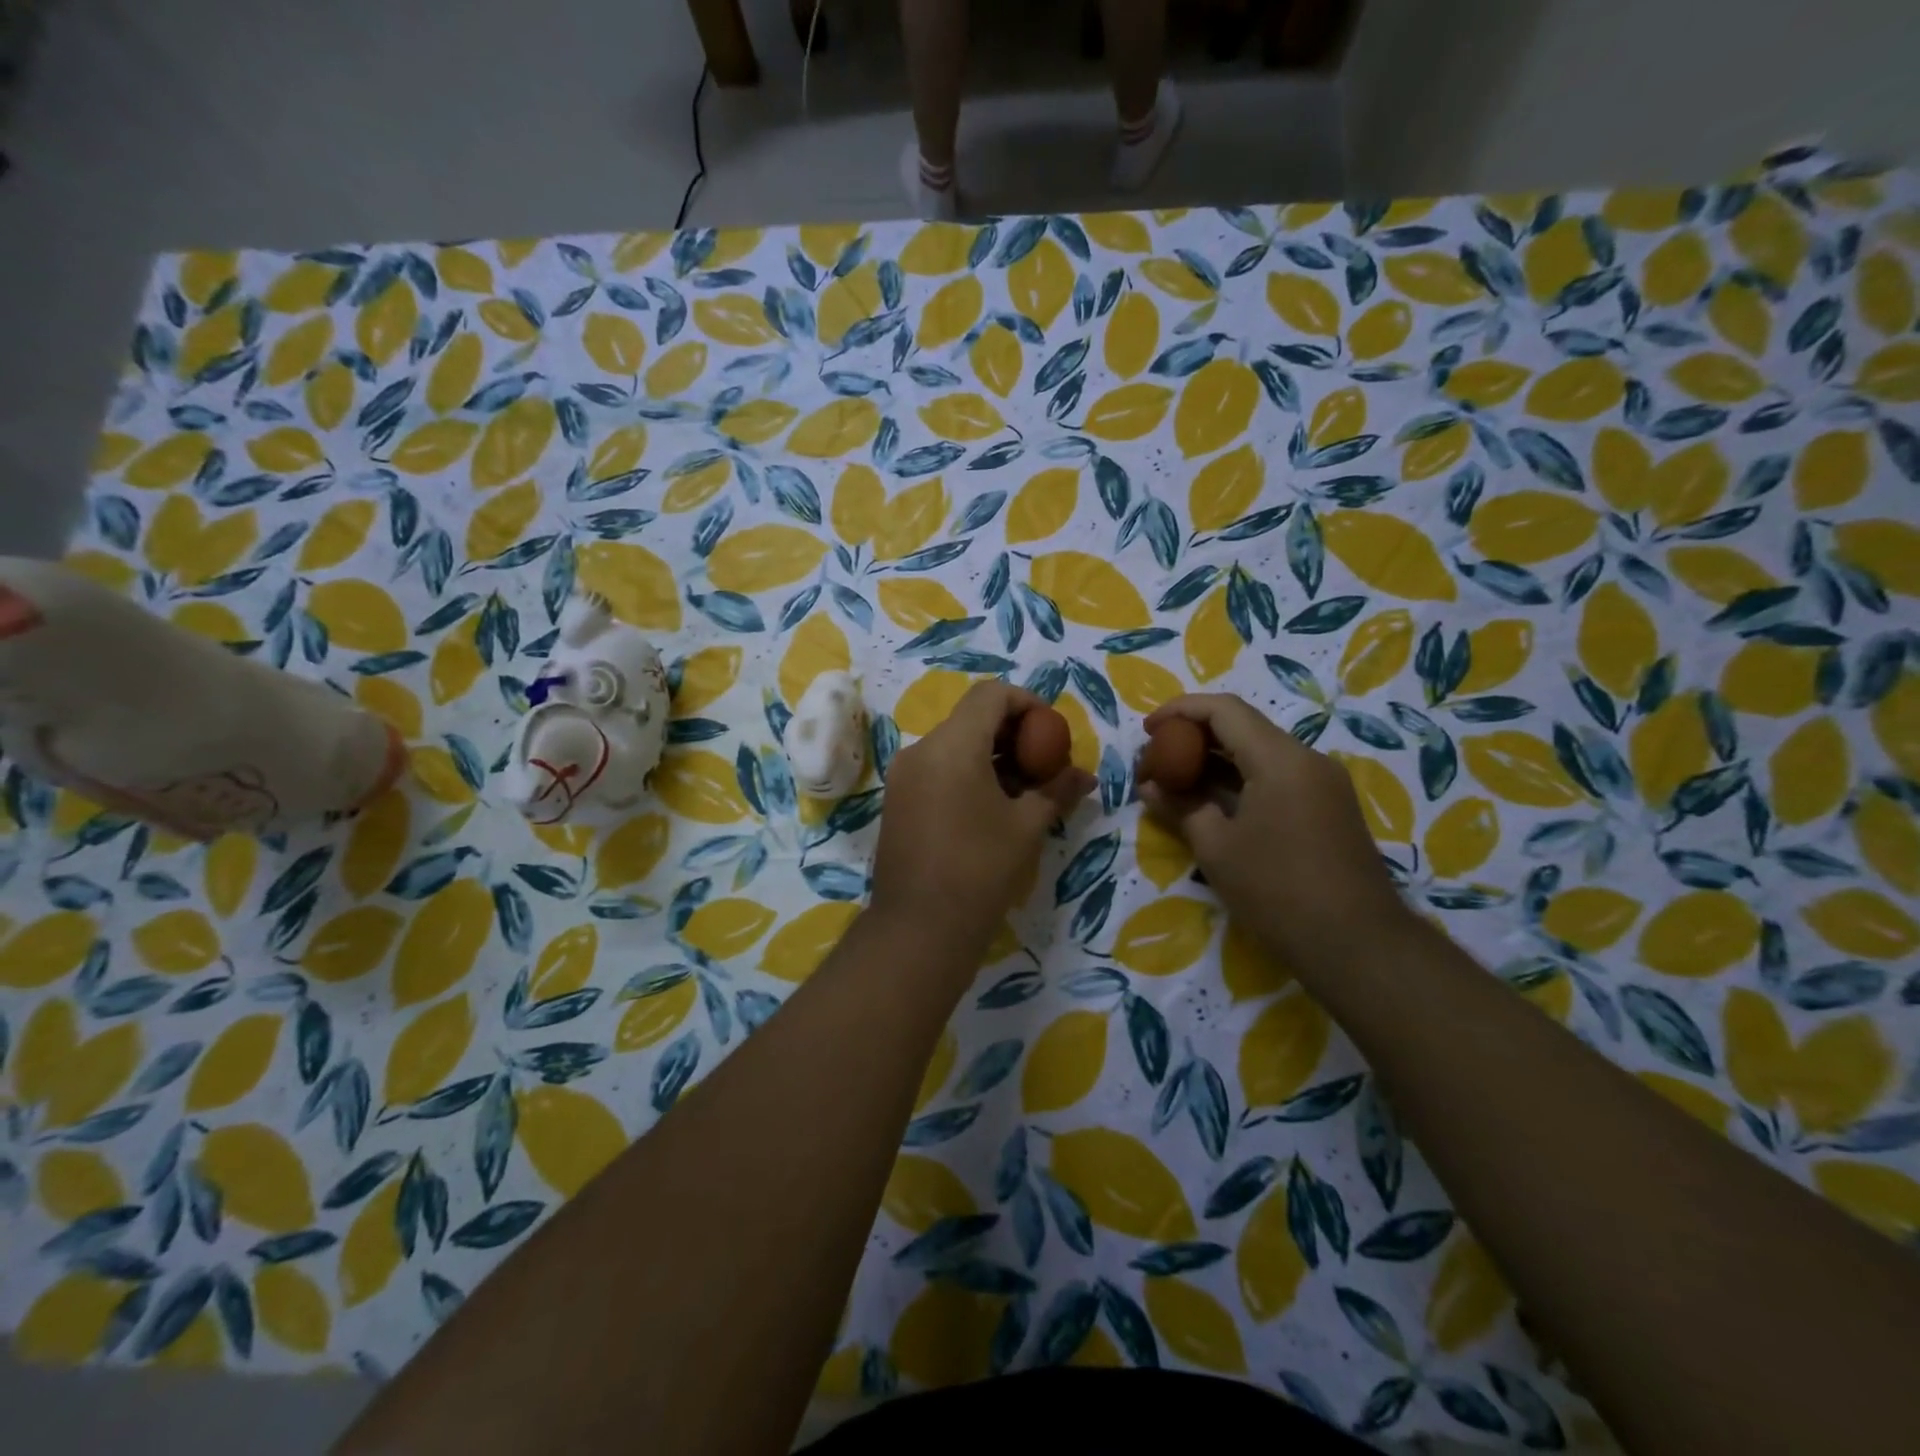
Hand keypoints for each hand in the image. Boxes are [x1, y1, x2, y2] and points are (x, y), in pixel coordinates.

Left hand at [870, 682, 1094, 963]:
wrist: (919, 928)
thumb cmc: (980, 870)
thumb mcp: (1027, 827)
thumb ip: (1057, 790)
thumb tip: (1085, 776)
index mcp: (952, 745)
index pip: (992, 694)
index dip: (1027, 703)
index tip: (1051, 734)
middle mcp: (921, 750)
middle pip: (971, 718)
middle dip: (1013, 733)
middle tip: (1043, 765)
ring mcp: (904, 776)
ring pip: (954, 744)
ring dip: (991, 756)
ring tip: (1022, 791)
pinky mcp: (897, 800)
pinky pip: (937, 769)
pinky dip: (967, 774)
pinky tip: (990, 809)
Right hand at [1139, 694, 1410, 974]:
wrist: (1357, 945)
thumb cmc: (1277, 891)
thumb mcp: (1216, 848)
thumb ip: (1181, 807)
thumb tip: (1150, 787)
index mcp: (1280, 759)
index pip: (1224, 710)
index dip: (1180, 711)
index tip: (1148, 731)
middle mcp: (1307, 760)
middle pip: (1243, 727)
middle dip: (1195, 737)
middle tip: (1157, 760)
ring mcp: (1323, 784)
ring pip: (1260, 753)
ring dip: (1216, 761)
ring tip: (1177, 782)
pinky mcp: (1329, 808)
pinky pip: (1277, 777)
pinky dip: (1240, 780)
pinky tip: (1213, 803)